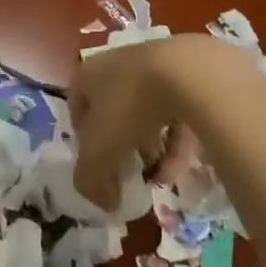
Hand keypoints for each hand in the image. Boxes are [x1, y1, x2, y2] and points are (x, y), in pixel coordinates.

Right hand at [68, 35, 249, 208]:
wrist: (188, 72)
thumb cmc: (131, 106)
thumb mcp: (99, 152)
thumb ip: (91, 181)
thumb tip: (104, 202)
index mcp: (89, 73)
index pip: (78, 108)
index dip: (84, 141)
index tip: (98, 167)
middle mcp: (118, 64)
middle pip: (114, 110)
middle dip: (122, 146)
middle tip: (131, 172)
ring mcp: (154, 64)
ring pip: (147, 112)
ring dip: (152, 147)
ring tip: (160, 177)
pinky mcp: (186, 72)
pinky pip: (177, 111)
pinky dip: (176, 140)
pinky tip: (181, 167)